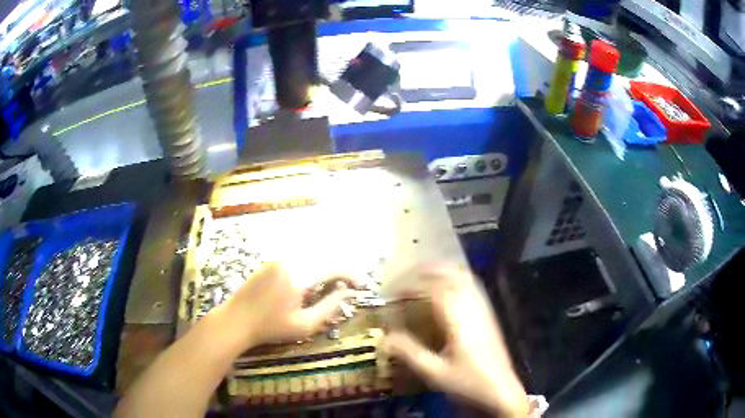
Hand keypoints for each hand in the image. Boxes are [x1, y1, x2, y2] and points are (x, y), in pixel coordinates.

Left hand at [222, 262, 355, 347]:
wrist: (235, 320)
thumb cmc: (270, 328)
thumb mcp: (305, 324)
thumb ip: (330, 307)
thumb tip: (347, 292)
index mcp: (299, 277)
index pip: (333, 267)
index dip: (350, 275)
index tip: (360, 285)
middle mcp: (289, 261)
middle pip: (322, 257)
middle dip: (339, 270)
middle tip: (348, 285)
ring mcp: (277, 259)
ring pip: (309, 256)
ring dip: (324, 267)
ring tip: (332, 285)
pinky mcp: (270, 262)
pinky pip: (296, 258)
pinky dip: (310, 266)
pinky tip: (310, 282)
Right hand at [383, 265, 529, 417]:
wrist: (501, 390)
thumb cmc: (468, 383)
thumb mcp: (434, 372)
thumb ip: (409, 353)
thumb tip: (385, 338)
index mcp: (458, 319)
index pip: (433, 289)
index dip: (411, 285)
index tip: (392, 292)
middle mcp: (472, 308)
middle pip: (451, 274)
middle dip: (427, 271)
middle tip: (406, 277)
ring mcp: (483, 309)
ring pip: (464, 277)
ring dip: (443, 272)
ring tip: (423, 277)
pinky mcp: (489, 315)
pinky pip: (473, 286)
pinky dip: (457, 279)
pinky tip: (448, 289)